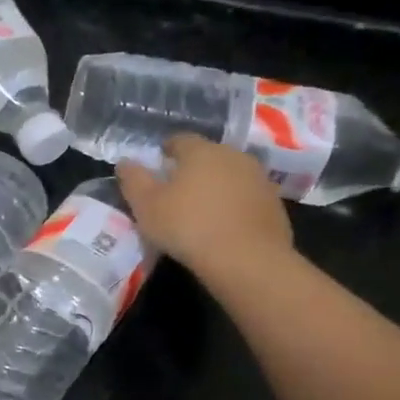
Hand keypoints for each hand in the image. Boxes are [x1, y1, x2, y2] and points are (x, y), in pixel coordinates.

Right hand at [117, 134, 293, 289]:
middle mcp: (233, 156)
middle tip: (176, 192)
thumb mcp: (146, 206)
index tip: (157, 167)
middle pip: (208, 156)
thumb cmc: (188, 226)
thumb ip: (133, 180)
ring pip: (230, 176)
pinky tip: (224, 227)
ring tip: (201, 211)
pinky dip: (234, 206)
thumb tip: (125, 162)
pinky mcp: (274, 204)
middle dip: (192, 169)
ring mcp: (259, 179)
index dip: (166, 151)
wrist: (247, 260)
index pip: (180, 140)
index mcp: (201, 151)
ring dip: (216, 187)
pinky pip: (247, 198)